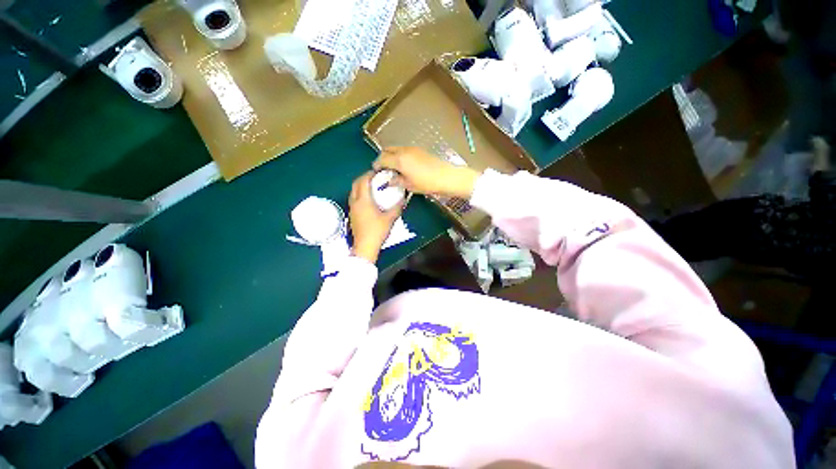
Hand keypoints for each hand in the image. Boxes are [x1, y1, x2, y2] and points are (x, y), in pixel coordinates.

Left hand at [349, 171, 403, 263]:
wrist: (365, 246)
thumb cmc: (377, 231)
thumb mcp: (390, 218)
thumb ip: (397, 207)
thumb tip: (404, 198)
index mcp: (363, 200)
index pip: (363, 181)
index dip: (369, 174)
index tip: (377, 172)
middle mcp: (355, 202)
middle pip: (355, 184)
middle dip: (363, 178)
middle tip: (374, 177)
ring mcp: (352, 209)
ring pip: (353, 192)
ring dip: (360, 186)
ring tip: (371, 186)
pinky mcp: (352, 215)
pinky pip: (353, 199)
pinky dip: (359, 194)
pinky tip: (368, 199)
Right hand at [373, 147, 480, 198]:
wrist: (446, 176)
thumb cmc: (427, 183)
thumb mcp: (410, 185)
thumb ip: (397, 181)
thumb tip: (390, 181)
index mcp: (399, 160)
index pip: (382, 159)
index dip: (376, 165)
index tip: (375, 171)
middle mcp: (404, 151)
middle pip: (387, 150)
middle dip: (382, 158)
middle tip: (383, 169)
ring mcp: (412, 149)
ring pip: (396, 149)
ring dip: (391, 155)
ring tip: (393, 168)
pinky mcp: (419, 150)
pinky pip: (404, 150)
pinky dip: (399, 155)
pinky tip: (403, 165)